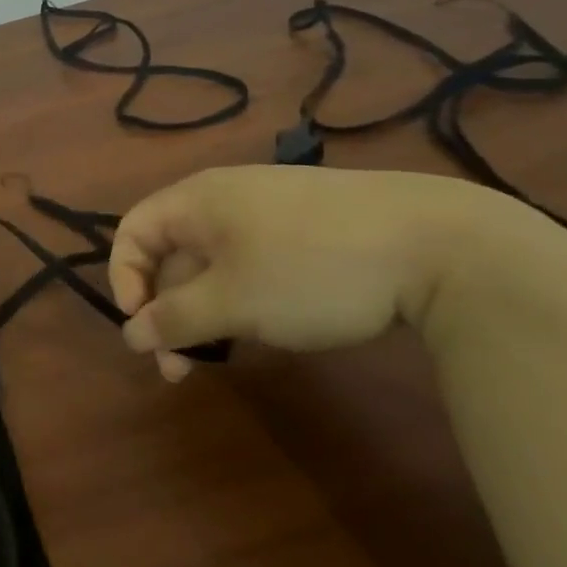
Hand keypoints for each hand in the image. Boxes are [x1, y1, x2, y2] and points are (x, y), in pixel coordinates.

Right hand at [109, 165, 504, 370]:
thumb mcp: (233, 301)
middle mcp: (226, 198)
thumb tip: (130, 333)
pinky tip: (268, 328)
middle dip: (168, 311)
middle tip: (181, 368)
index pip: (133, 231)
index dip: (125, 280)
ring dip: (205, 312)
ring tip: (224, 355)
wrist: (440, 246)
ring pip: (214, 264)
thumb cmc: (312, 269)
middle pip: (172, 253)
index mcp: (198, 200)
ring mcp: (271, 212)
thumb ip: (174, 319)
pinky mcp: (309, 230)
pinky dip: (243, 298)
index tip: (145, 329)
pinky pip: (252, 263)